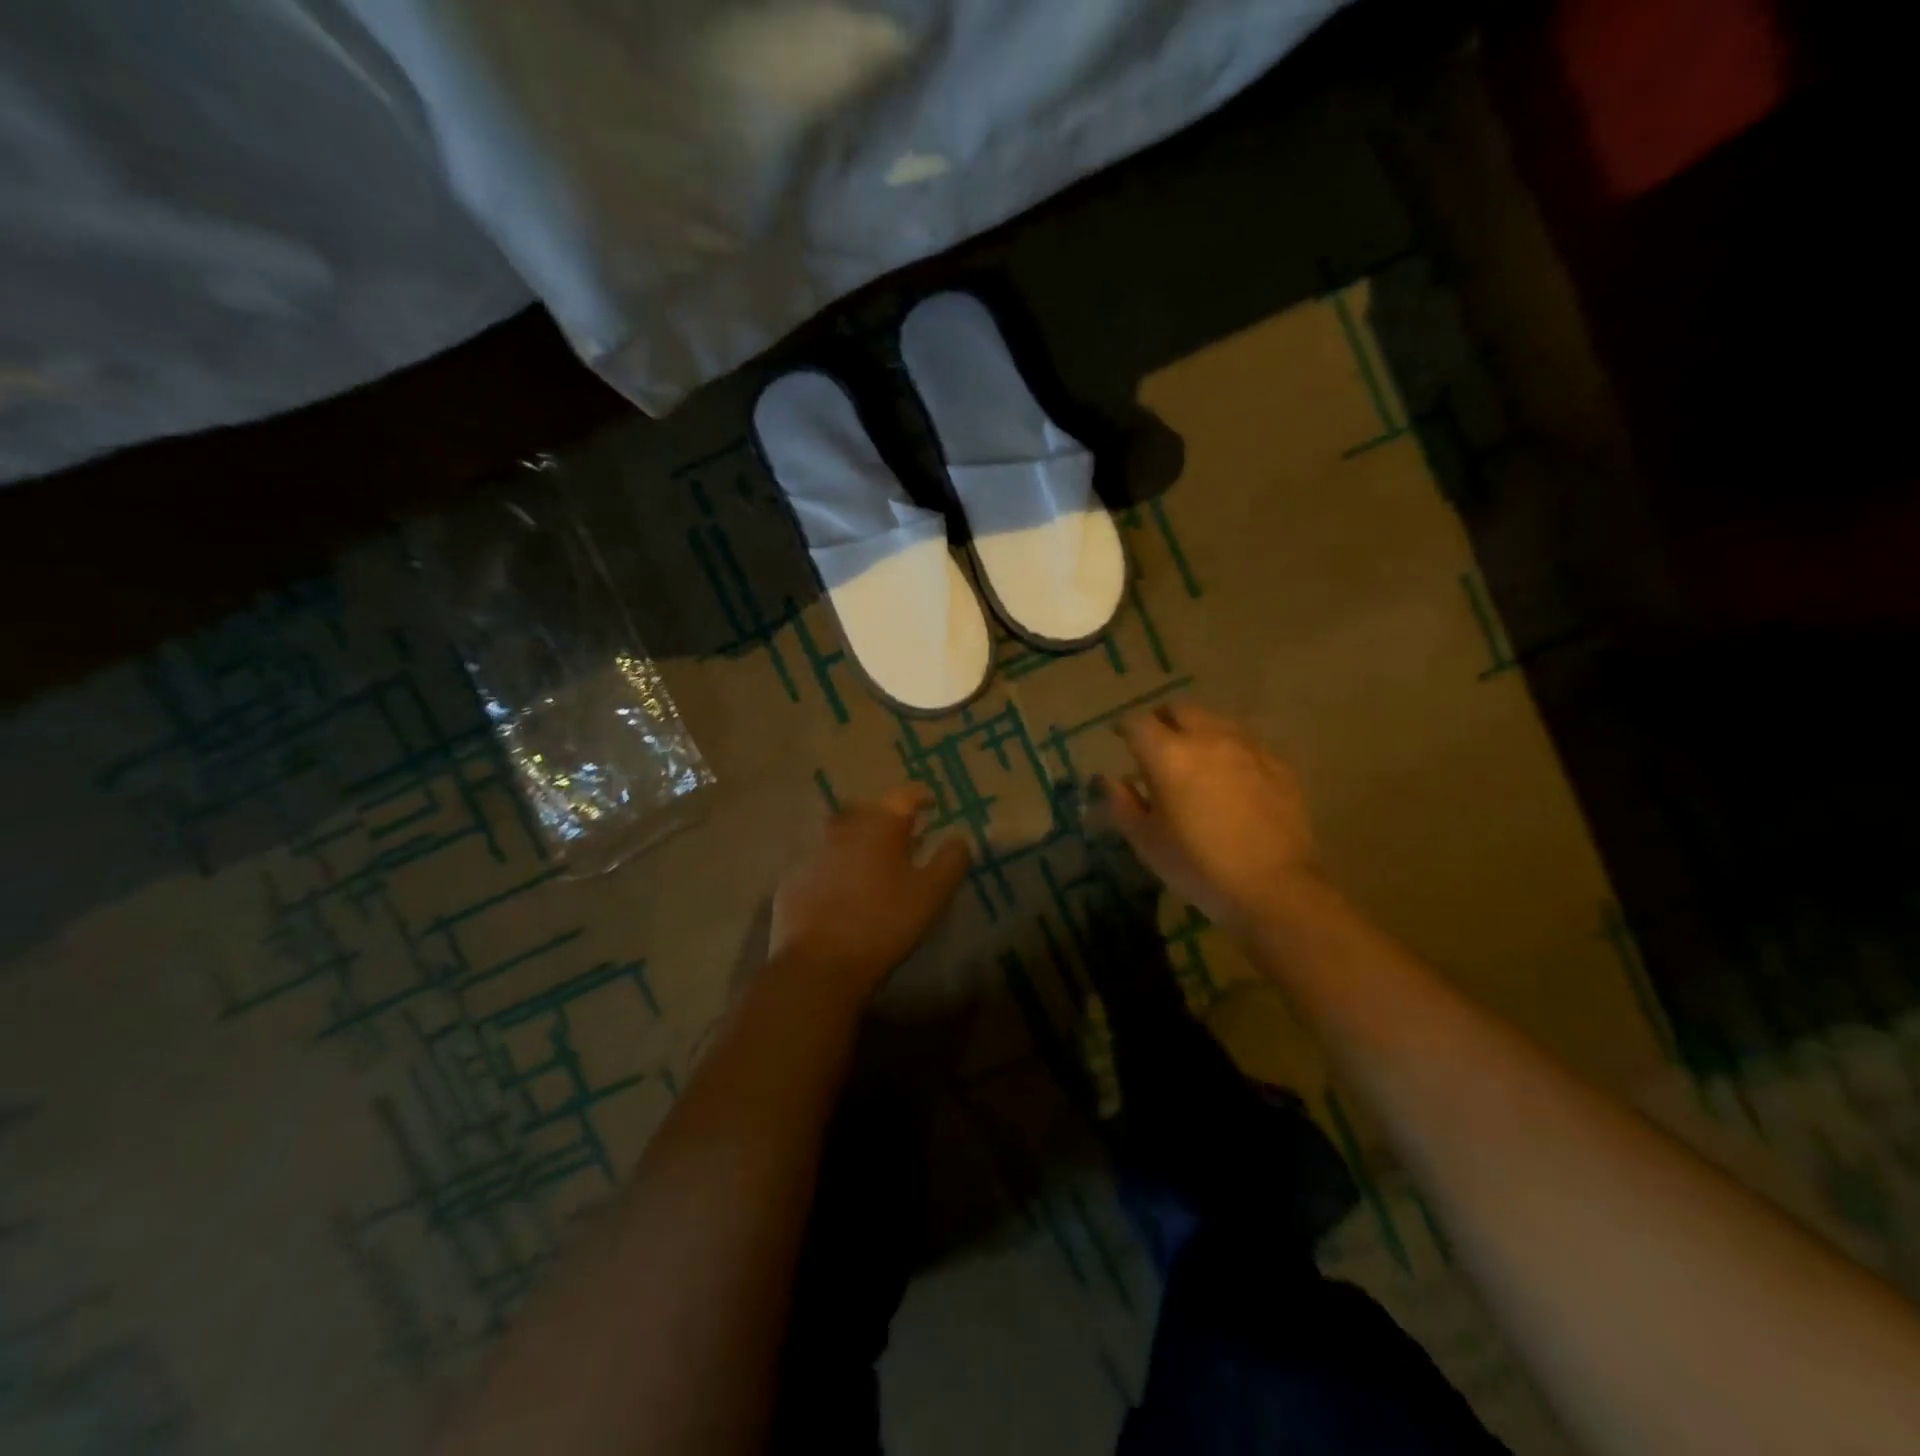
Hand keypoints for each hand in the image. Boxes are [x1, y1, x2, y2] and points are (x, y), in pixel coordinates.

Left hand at [769, 784, 972, 1001]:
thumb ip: (951, 861)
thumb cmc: (885, 922)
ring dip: (857, 841)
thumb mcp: (932, 894)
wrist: (820, 963)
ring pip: (839, 836)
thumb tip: (961, 838)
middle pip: (866, 811)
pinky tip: (842, 891)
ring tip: (872, 862)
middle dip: (885, 817)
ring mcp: (813, 855)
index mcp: (879, 827)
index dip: (920, 795)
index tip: (931, 801)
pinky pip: (819, 865)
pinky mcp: (793, 881)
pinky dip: (834, 869)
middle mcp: (844, 831)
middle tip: (902, 833)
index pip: (902, 796)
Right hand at [1095, 703, 1319, 933]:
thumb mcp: (1147, 842)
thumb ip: (1122, 804)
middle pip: (1180, 710)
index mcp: (1168, 754)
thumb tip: (1110, 780)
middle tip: (1156, 742)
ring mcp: (1248, 748)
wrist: (1274, 887)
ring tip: (1194, 757)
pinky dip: (1230, 751)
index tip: (1119, 737)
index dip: (1125, 727)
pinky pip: (1246, 744)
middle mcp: (1208, 738)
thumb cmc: (1198, 866)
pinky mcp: (1278, 765)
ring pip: (1216, 722)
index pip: (1138, 723)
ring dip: (1199, 731)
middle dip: (1163, 720)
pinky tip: (1231, 777)